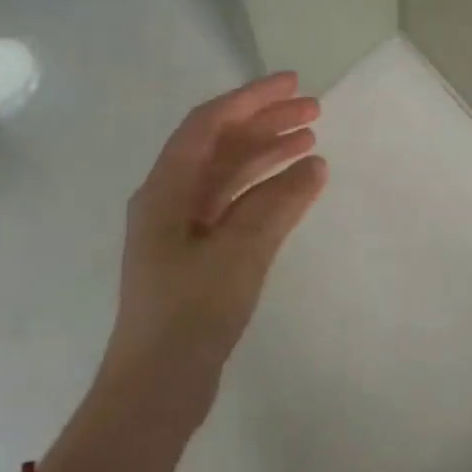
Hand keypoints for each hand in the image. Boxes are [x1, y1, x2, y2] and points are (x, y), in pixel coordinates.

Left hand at [104, 72, 328, 402]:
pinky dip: (264, 193)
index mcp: (164, 190)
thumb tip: (314, 164)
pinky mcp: (198, 256)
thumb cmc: (191, 313)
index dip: (250, 99)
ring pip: (228, 176)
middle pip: (219, 145)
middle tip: (314, 110)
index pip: (207, 124)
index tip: (294, 85)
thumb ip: (279, 204)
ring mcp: (183, 230)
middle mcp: (169, 200)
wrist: (157, 387)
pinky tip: (295, 189)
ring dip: (267, 155)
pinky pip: (234, 207)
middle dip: (264, 123)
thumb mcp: (240, 252)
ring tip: (311, 142)